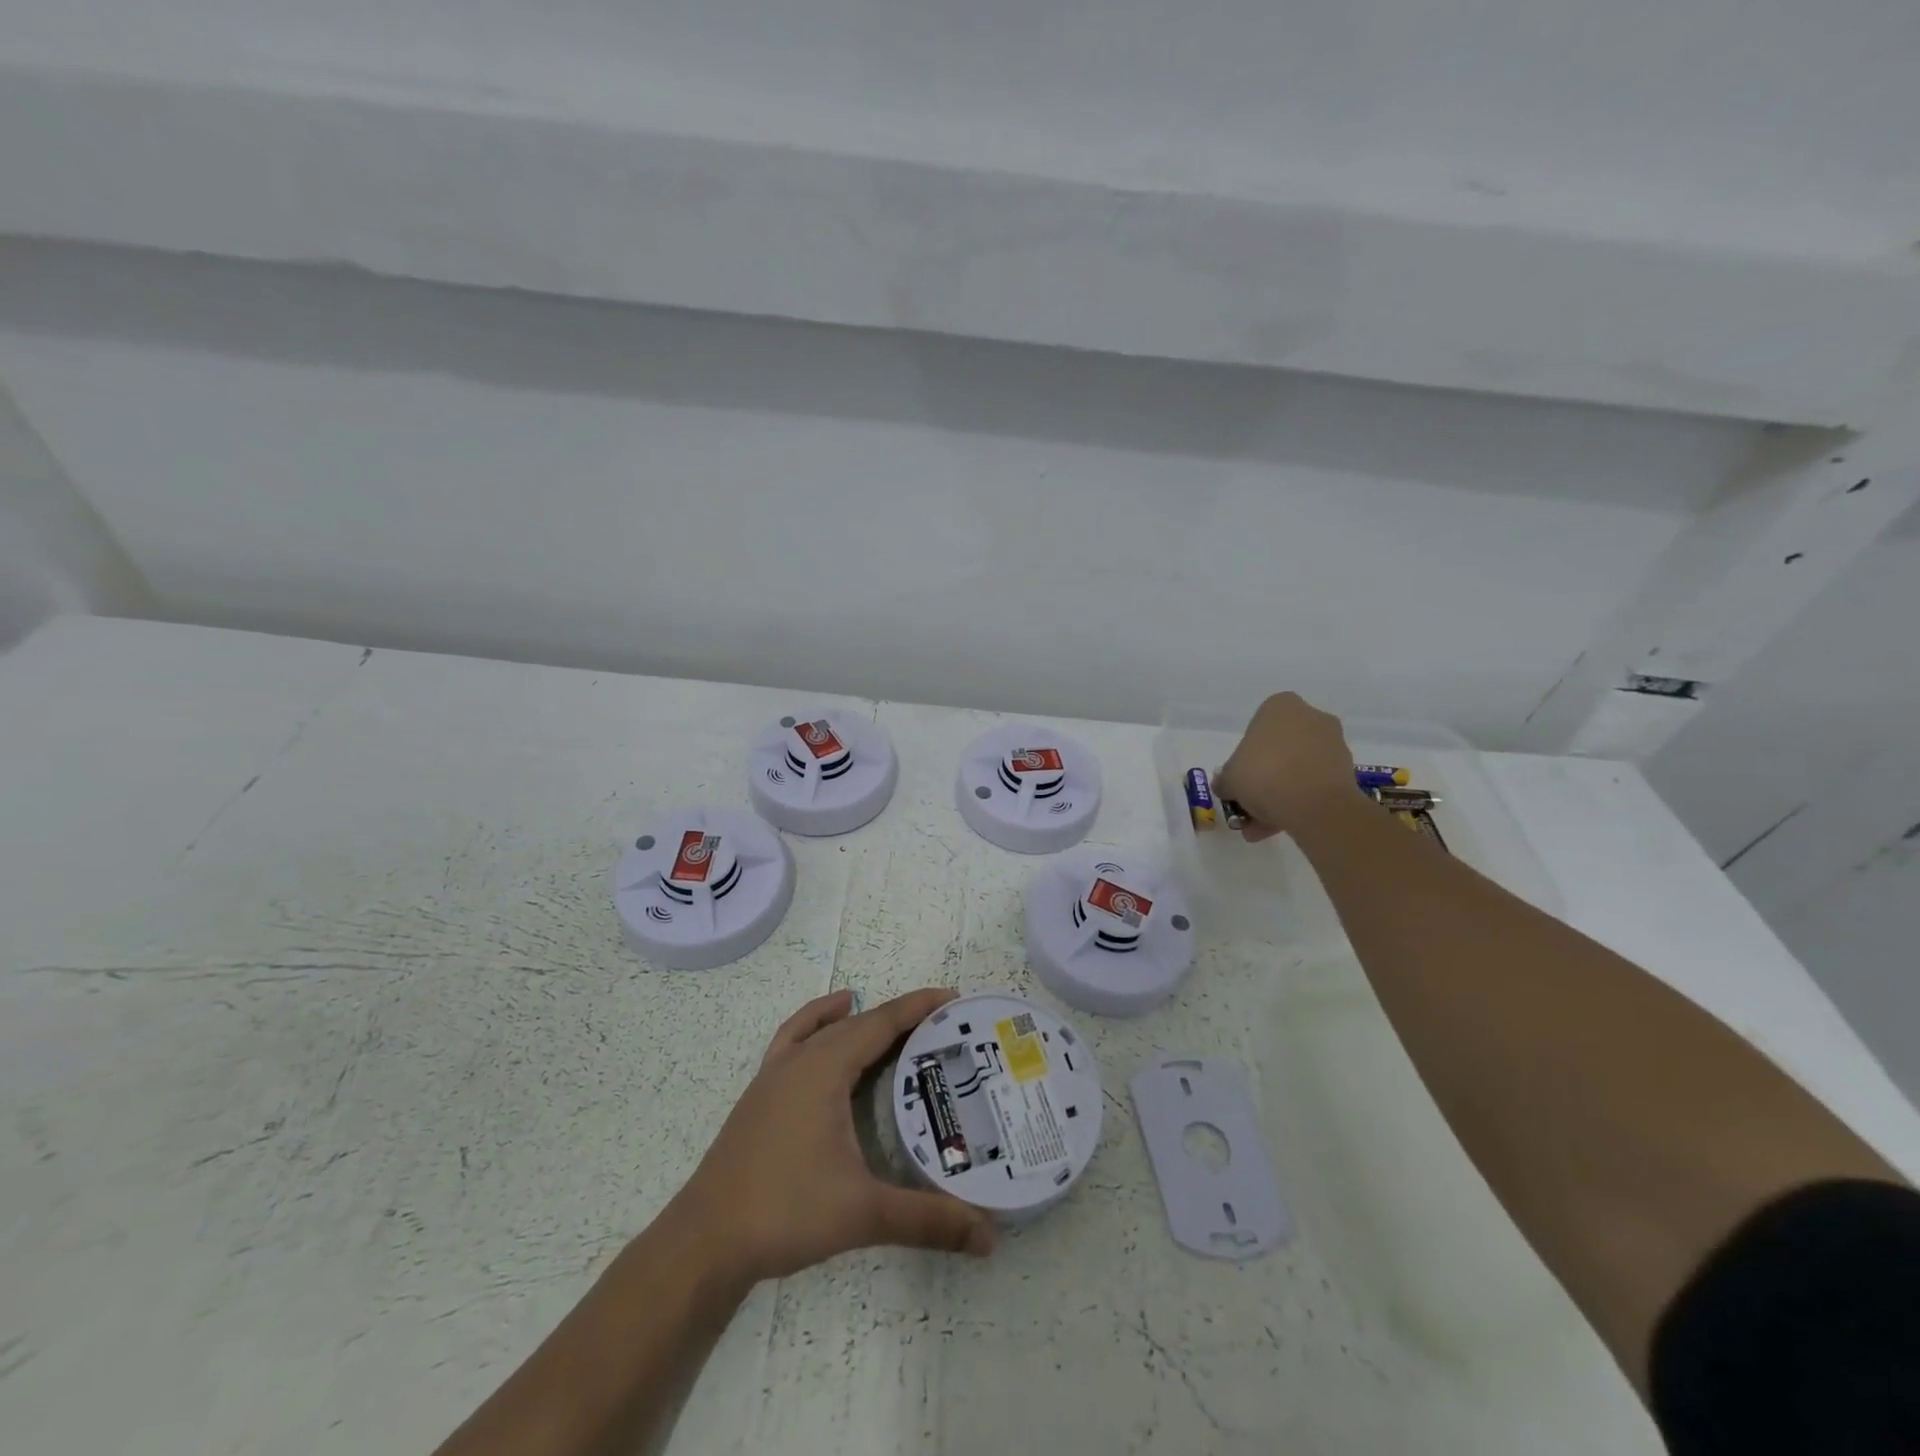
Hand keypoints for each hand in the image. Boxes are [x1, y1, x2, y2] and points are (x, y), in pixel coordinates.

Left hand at [674, 987, 996, 1285]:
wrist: (704, 1241)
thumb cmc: (784, 1213)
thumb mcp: (862, 1214)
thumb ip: (926, 1220)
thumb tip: (989, 1237)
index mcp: (824, 1069)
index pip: (881, 1023)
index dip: (918, 1007)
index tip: (954, 998)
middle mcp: (800, 1059)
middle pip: (857, 1022)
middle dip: (899, 1017)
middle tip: (940, 1026)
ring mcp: (774, 1074)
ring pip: (824, 1028)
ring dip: (859, 1020)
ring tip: (893, 1027)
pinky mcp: (760, 1093)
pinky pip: (793, 1040)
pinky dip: (816, 1025)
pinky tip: (826, 1034)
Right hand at [1213, 692, 1359, 841]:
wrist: (1315, 806)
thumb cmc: (1264, 776)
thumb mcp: (1229, 779)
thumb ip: (1224, 780)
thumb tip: (1225, 786)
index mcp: (1281, 707)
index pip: (1258, 725)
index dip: (1245, 753)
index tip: (1240, 776)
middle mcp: (1311, 717)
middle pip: (1279, 749)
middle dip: (1264, 778)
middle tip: (1248, 804)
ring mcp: (1333, 744)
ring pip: (1297, 769)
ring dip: (1279, 795)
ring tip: (1260, 827)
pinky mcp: (1347, 771)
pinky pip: (1314, 785)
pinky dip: (1298, 803)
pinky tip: (1279, 828)